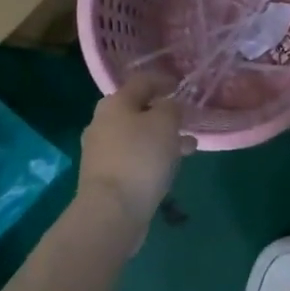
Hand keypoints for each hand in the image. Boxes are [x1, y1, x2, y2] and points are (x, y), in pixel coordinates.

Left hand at [77, 73, 196, 227]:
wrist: (112, 210)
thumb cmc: (140, 158)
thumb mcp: (165, 123)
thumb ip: (171, 108)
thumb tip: (169, 107)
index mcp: (114, 103)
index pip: (142, 82)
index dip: (163, 80)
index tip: (182, 86)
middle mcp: (102, 122)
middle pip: (137, 110)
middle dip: (164, 114)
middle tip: (187, 120)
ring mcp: (101, 150)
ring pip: (137, 136)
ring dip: (162, 138)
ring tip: (188, 148)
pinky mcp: (105, 175)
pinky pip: (134, 157)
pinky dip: (152, 156)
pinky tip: (169, 167)